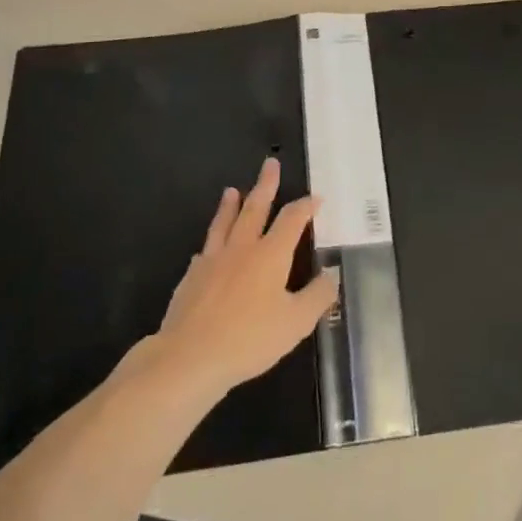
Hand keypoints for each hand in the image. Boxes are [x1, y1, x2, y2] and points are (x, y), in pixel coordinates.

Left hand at [147, 158, 339, 401]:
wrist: (189, 357)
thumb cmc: (249, 339)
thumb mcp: (296, 323)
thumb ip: (317, 296)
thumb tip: (332, 274)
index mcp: (270, 254)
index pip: (292, 219)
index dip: (306, 206)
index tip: (316, 198)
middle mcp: (242, 248)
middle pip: (255, 208)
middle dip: (266, 185)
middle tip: (270, 163)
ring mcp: (213, 260)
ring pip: (224, 223)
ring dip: (230, 205)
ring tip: (232, 190)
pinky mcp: (191, 277)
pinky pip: (204, 251)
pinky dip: (211, 243)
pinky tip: (207, 248)